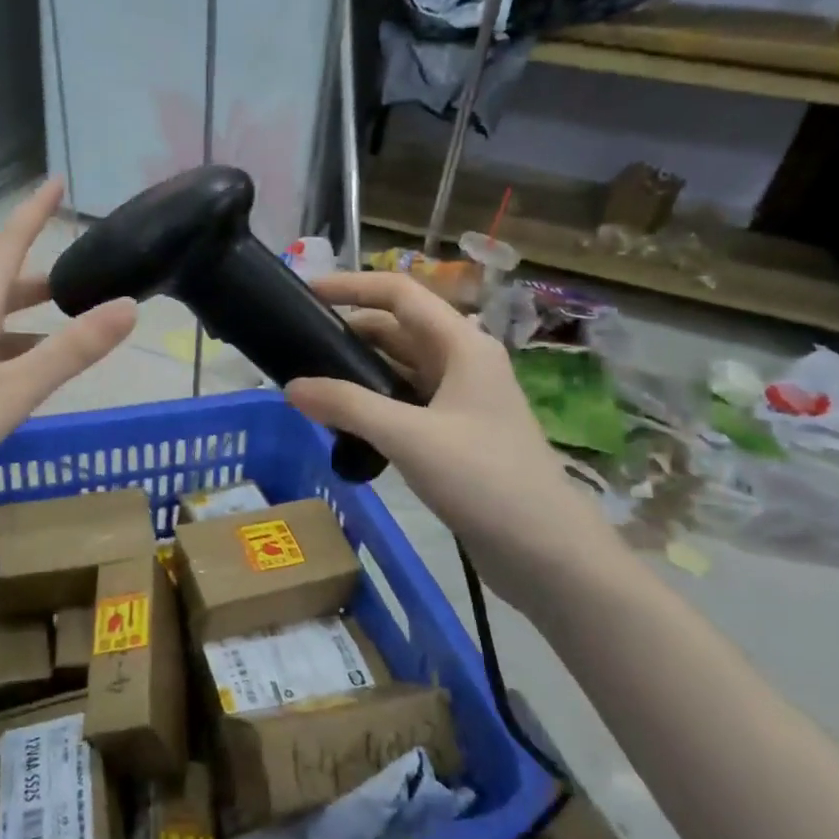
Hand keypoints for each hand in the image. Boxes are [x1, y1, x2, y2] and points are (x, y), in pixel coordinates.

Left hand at [0, 180, 135, 511]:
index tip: (55, 181)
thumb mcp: (9, 392)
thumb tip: (127, 306)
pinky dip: (1, 358)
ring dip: (22, 327)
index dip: (33, 214)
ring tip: (55, 345)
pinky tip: (7, 390)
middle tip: (75, 288)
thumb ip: (68, 353)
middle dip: (38, 284)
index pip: (8, 248)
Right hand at [285, 272, 614, 616]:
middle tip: (297, 346)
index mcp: (461, 344)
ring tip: (310, 382)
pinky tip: (342, 422)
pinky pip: (404, 402)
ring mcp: (460, 399)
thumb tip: (291, 387)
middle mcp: (462, 362)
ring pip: (399, 368)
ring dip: (358, 370)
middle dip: (348, 332)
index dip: (352, 286)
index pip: (399, 294)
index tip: (305, 292)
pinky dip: (372, 403)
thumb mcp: (409, 436)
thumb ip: (347, 405)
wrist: (547, 552)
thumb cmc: (484, 478)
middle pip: (397, 329)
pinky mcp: (454, 433)